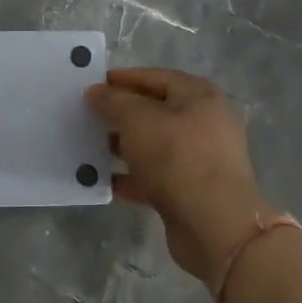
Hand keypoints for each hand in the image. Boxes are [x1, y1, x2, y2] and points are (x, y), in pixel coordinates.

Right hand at [86, 68, 279, 290]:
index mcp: (200, 96)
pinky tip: (101, 179)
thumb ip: (113, 101)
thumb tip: (96, 92)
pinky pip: (153, 177)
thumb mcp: (138, 120)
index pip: (156, 77)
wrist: (214, 225)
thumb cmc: (177, 157)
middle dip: (120, 114)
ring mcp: (200, 160)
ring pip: (153, 146)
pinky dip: (129, 176)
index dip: (124, 78)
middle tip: (87, 116)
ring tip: (89, 146)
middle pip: (155, 111)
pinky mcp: (191, 191)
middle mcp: (204, 123)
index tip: (93, 84)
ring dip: (122, 146)